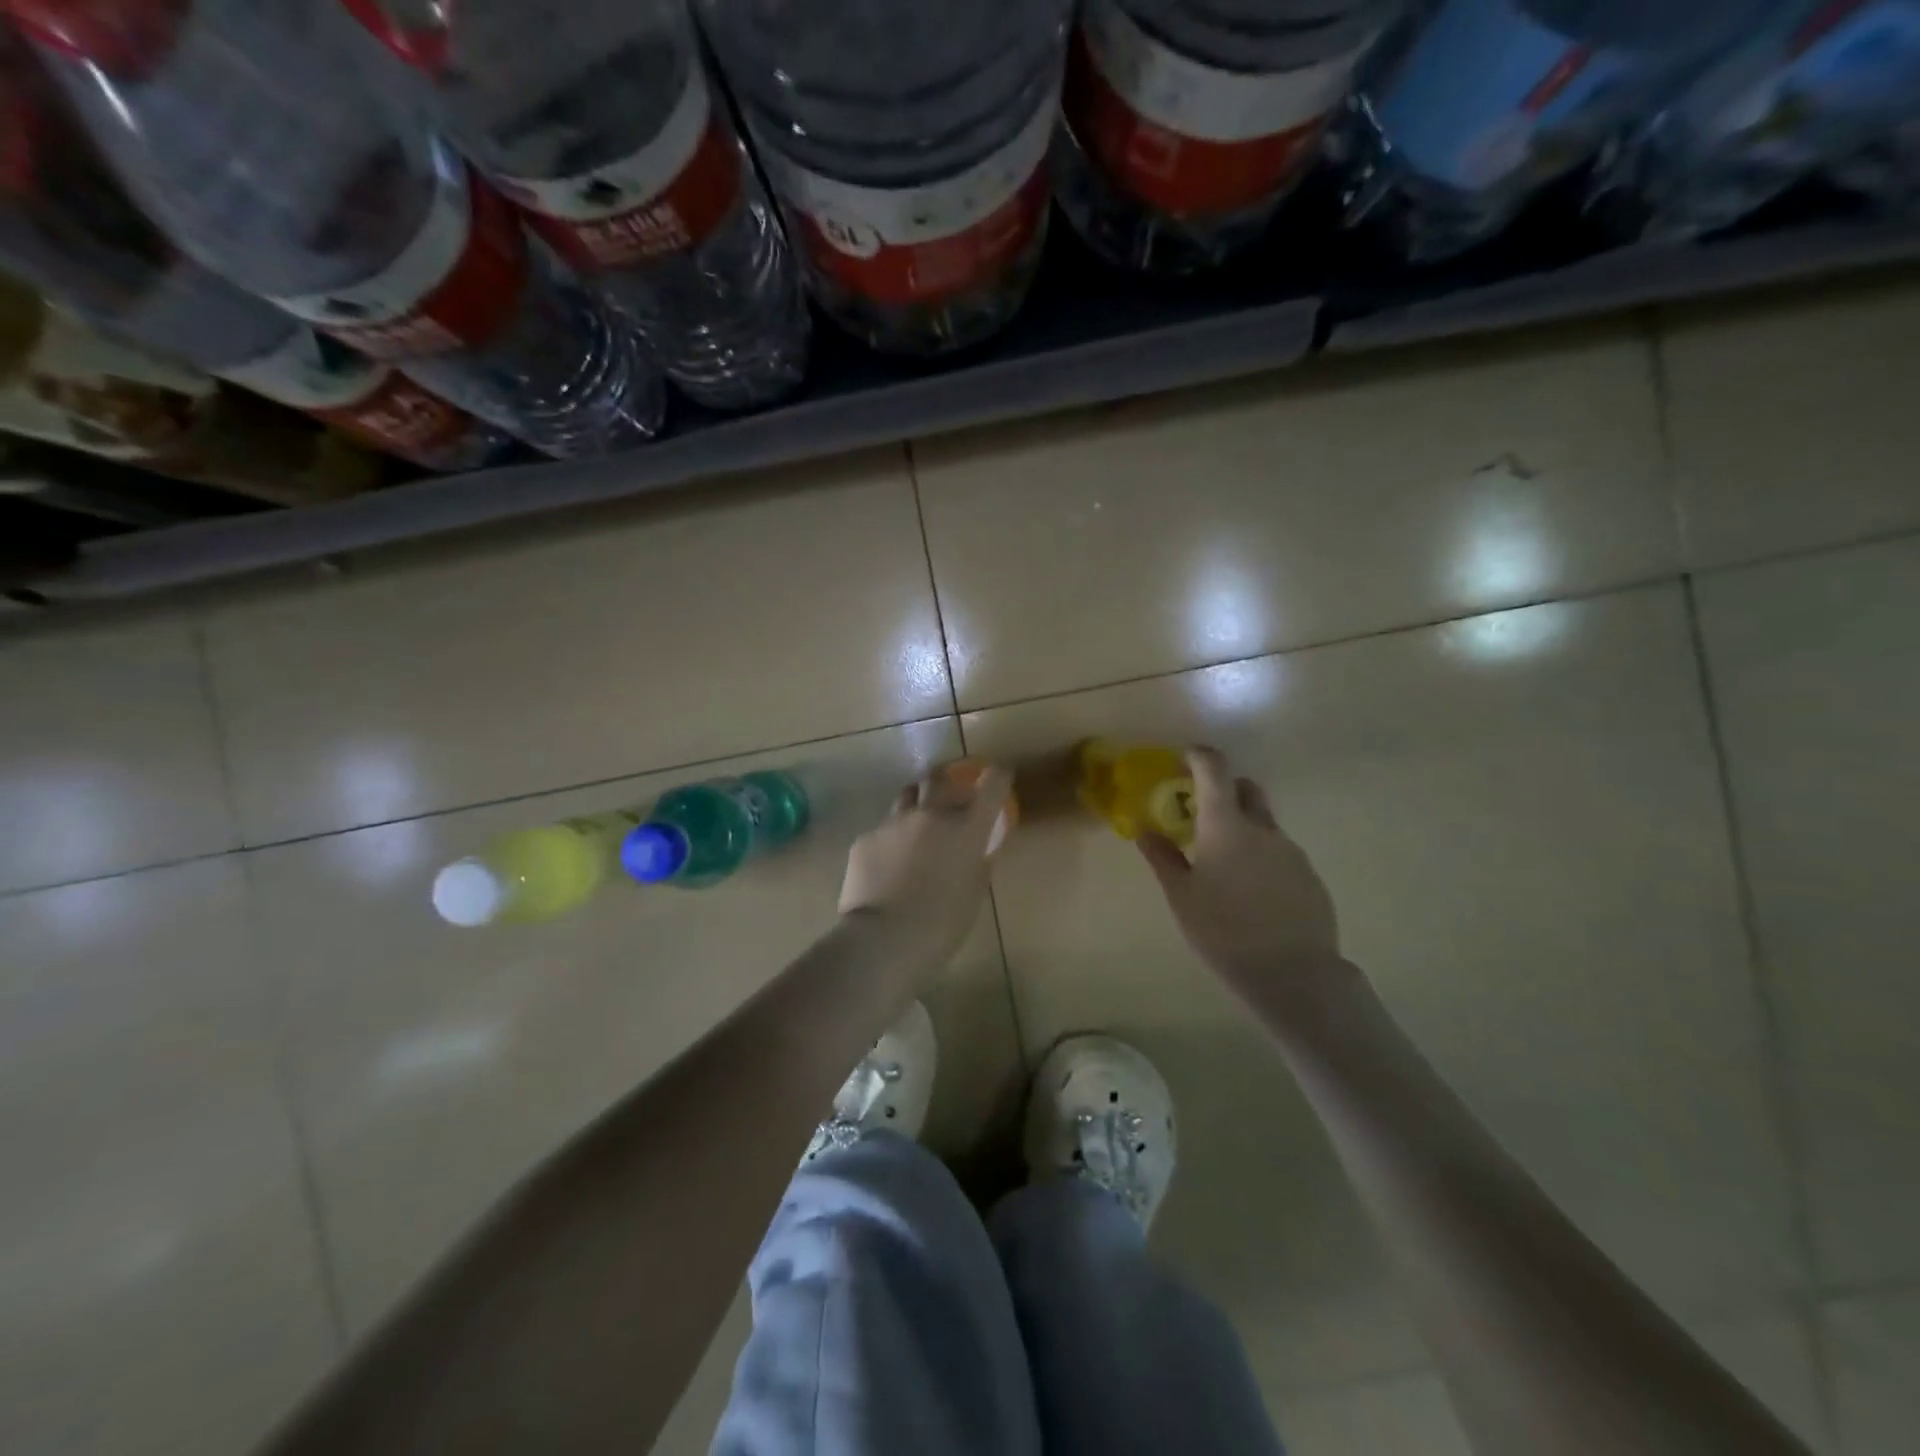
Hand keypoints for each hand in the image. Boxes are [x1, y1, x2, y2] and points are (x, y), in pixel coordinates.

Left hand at [839, 766, 1011, 978]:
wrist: (883, 939)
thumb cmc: (941, 925)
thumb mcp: (972, 895)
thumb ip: (976, 865)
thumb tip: (974, 852)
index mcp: (966, 829)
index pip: (992, 786)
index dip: (998, 777)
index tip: (998, 776)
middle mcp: (930, 815)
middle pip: (939, 778)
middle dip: (946, 781)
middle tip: (948, 794)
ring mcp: (893, 823)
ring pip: (906, 798)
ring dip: (916, 806)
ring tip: (915, 828)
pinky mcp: (865, 839)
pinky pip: (882, 832)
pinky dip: (890, 842)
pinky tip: (886, 868)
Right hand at [1138, 747, 1339, 998]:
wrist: (1292, 973)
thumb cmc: (1223, 931)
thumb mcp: (1181, 896)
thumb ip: (1163, 857)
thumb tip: (1144, 829)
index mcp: (1226, 826)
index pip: (1214, 770)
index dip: (1199, 757)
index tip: (1184, 760)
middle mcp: (1262, 829)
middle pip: (1245, 789)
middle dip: (1224, 790)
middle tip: (1201, 814)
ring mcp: (1291, 851)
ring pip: (1264, 824)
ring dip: (1243, 828)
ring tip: (1225, 865)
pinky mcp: (1309, 876)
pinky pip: (1280, 853)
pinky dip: (1261, 857)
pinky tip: (1252, 892)